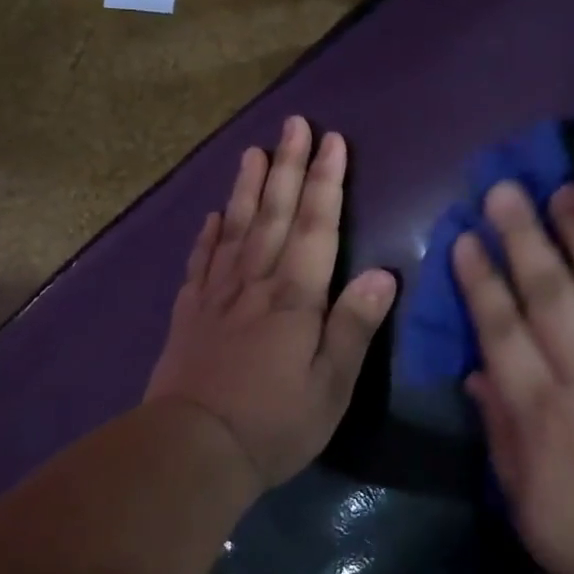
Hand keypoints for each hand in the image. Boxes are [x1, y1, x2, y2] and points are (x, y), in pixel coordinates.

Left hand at [146, 117, 398, 489]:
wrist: (192, 449)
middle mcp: (254, 283)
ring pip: (235, 227)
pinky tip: (212, 216)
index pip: (314, 226)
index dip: (325, 182)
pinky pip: (200, 262)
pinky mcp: (189, 313)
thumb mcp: (330, 386)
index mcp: (294, 297)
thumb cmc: (273, 423)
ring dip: (246, 186)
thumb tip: (384, 275)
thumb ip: (354, 327)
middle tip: (293, 124)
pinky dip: (208, 234)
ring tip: (252, 151)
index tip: (331, 141)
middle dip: (287, 166)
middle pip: (273, 213)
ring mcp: (216, 295)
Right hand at [453, 182, 573, 573]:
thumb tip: (476, 372)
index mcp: (546, 417)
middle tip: (506, 191)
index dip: (481, 279)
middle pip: (551, 293)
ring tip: (568, 193)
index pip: (501, 329)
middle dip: (523, 236)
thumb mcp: (530, 510)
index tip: (468, 238)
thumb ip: (500, 437)